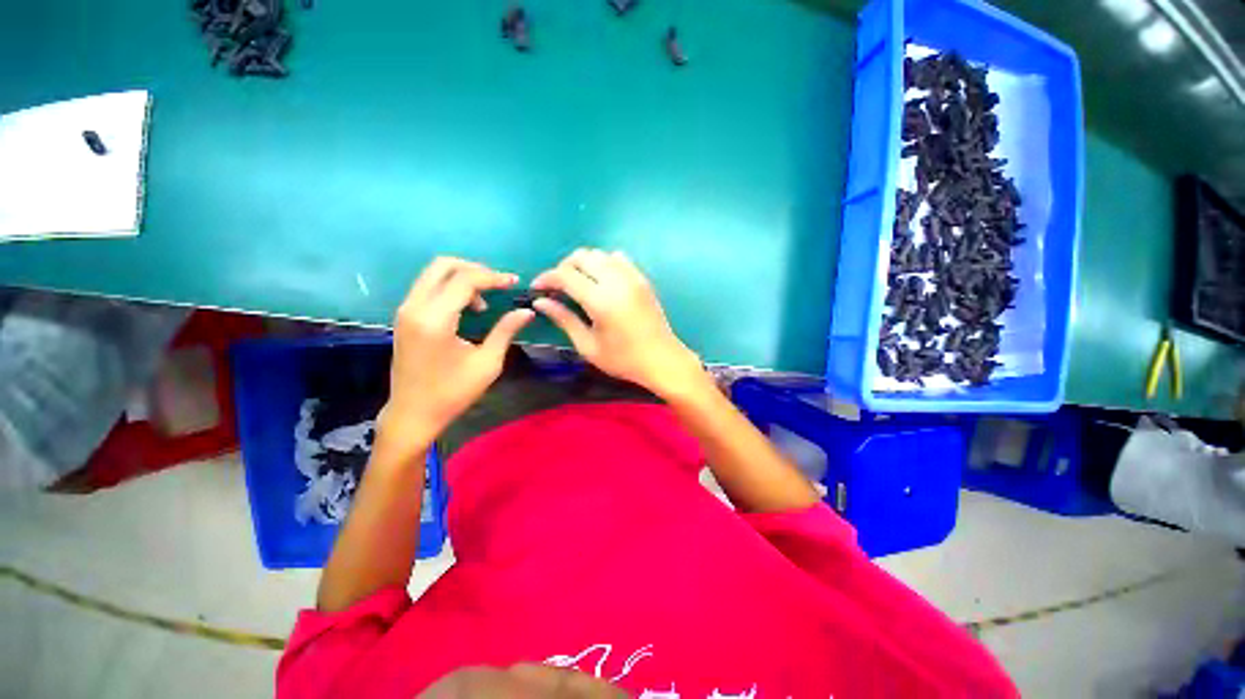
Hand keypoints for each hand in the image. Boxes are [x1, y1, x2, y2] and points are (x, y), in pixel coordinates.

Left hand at [382, 257, 533, 446]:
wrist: (412, 413)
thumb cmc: (453, 392)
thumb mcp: (487, 363)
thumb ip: (505, 331)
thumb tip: (527, 311)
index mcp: (435, 320)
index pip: (465, 280)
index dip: (493, 277)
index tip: (514, 282)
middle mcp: (415, 308)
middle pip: (443, 265)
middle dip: (475, 269)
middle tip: (497, 285)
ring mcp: (405, 311)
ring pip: (433, 273)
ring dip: (462, 278)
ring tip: (484, 301)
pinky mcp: (404, 317)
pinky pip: (427, 287)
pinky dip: (449, 287)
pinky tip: (467, 307)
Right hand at [531, 249, 703, 398]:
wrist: (662, 359)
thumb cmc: (623, 359)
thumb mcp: (588, 345)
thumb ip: (564, 319)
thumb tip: (540, 302)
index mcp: (600, 300)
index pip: (565, 275)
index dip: (546, 278)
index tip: (537, 288)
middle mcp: (616, 281)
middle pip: (582, 256)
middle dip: (563, 267)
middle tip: (557, 287)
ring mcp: (632, 277)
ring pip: (600, 254)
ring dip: (583, 264)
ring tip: (578, 284)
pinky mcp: (642, 279)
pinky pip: (619, 258)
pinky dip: (604, 263)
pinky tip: (602, 281)